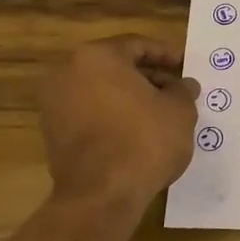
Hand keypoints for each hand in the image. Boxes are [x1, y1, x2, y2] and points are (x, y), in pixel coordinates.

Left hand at [40, 36, 199, 211]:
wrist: (102, 195)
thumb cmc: (144, 139)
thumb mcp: (179, 110)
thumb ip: (182, 90)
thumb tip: (184, 85)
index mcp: (97, 57)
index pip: (137, 45)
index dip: (166, 55)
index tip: (185, 67)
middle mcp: (67, 73)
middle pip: (116, 67)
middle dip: (148, 78)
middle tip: (176, 91)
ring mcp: (55, 105)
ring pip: (102, 92)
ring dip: (131, 99)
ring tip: (161, 114)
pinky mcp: (53, 135)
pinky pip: (90, 115)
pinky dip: (113, 118)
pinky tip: (138, 134)